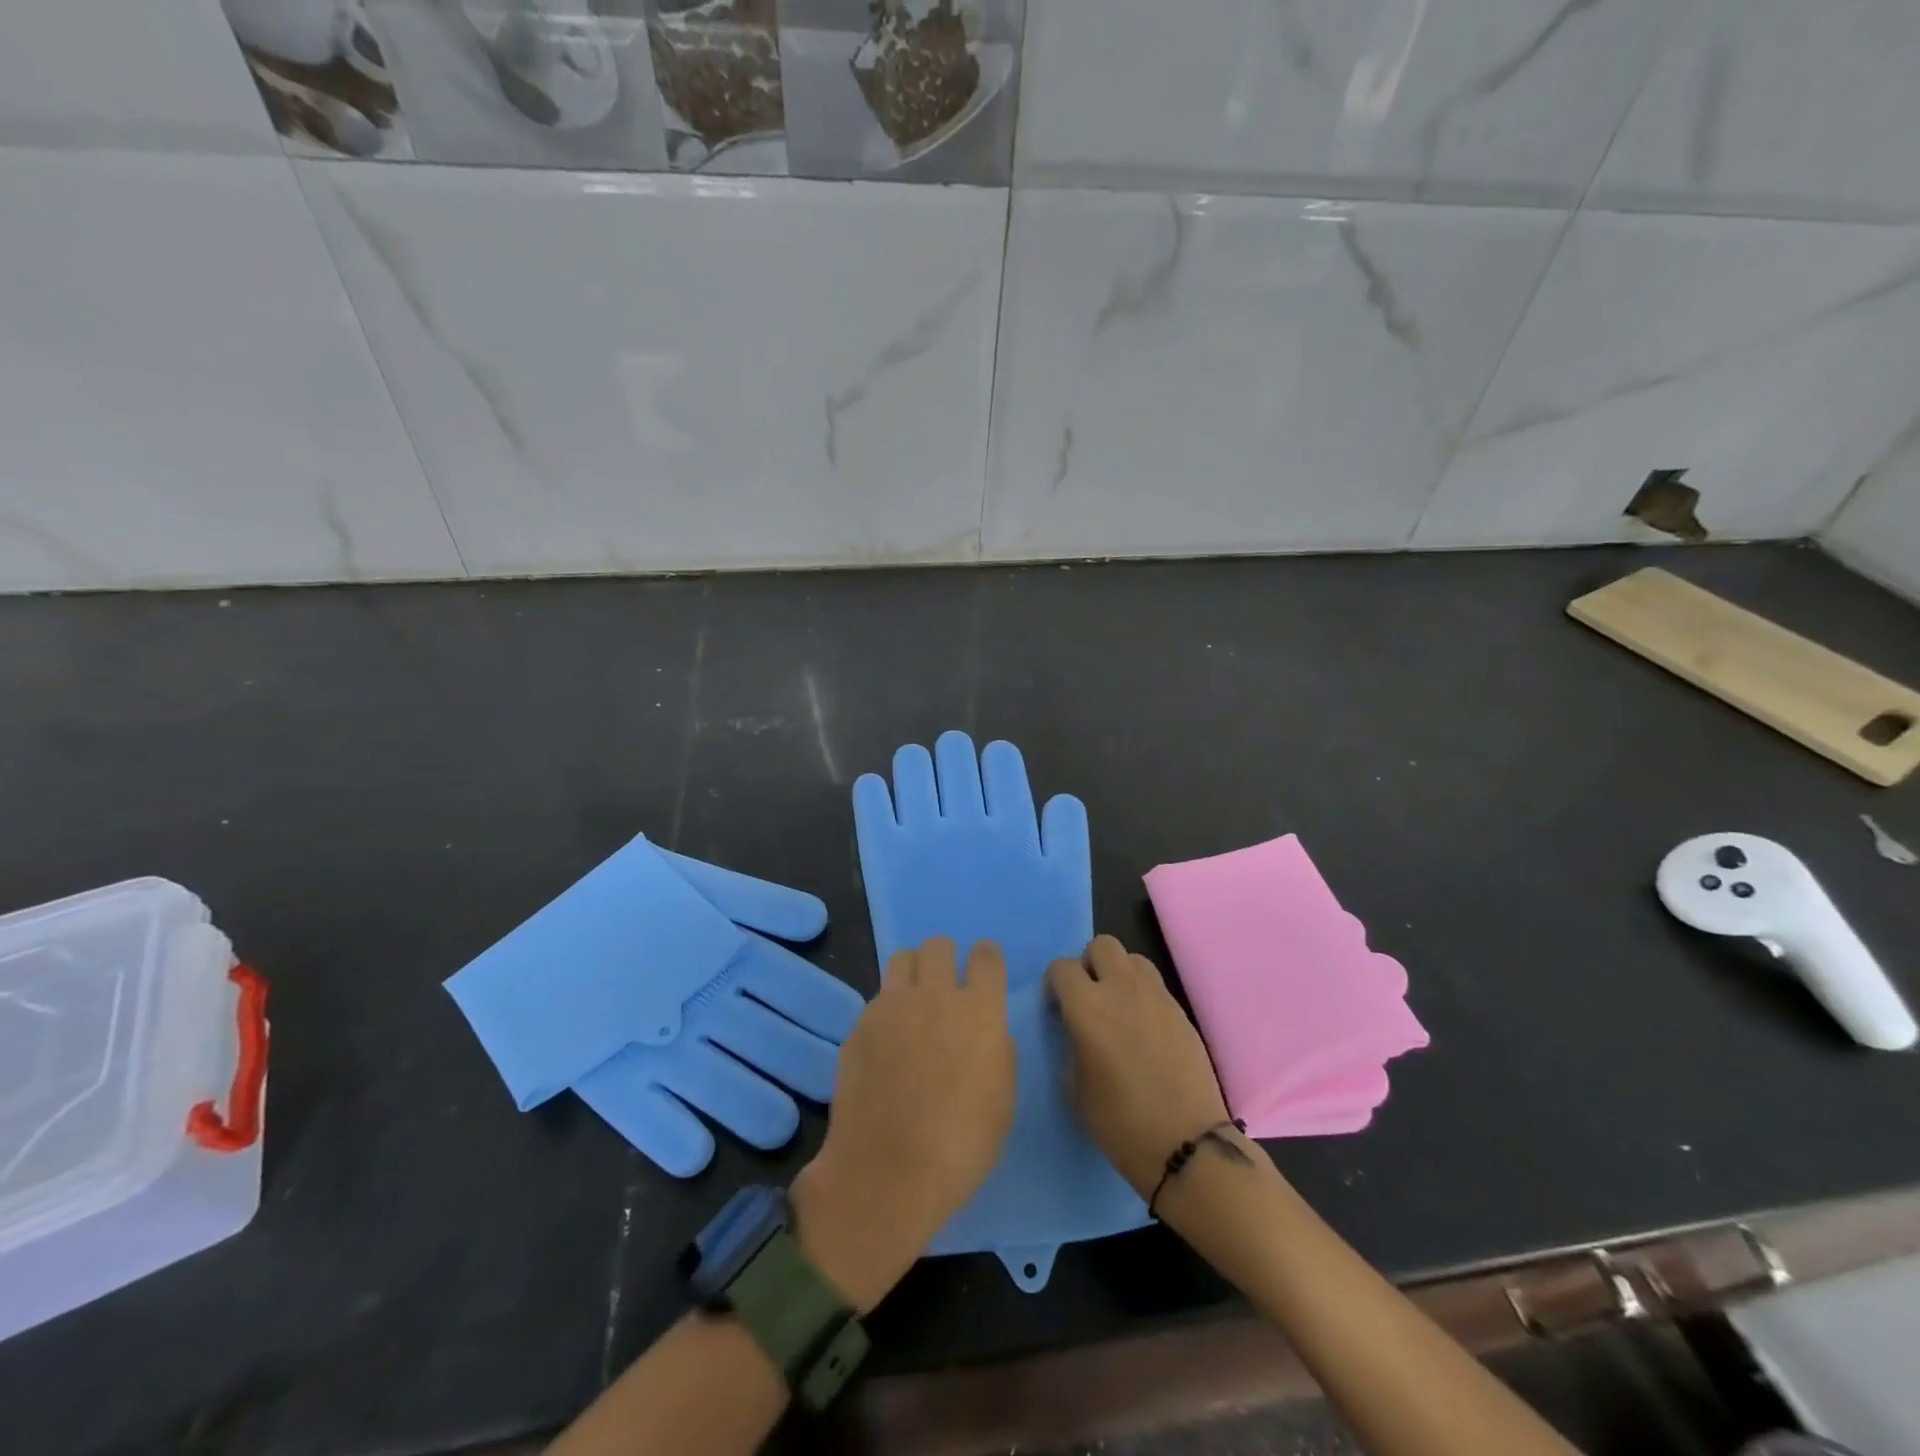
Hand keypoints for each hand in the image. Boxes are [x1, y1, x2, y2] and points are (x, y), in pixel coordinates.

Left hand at [793, 937, 1015, 1309]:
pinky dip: (888, 1008)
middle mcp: (936, 995)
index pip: (986, 956)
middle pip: (940, 945)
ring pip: (903, 959)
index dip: (987, 959)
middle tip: (946, 987)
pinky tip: (887, 1041)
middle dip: (946, 959)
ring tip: (914, 1002)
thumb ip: (997, 1050)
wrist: (887, 1173)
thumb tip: (986, 1030)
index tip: (984, 971)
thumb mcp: (1002, 1100)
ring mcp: (893, 1006)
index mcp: (980, 1011)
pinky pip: (879, 998)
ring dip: (914, 972)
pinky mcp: (861, 1024)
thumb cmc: (961, 1146)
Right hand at [1047, 935, 1231, 1198]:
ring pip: (1132, 958)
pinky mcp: (1180, 1010)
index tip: (1057, 1009)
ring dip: (1119, 973)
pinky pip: (1154, 984)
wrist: (1186, 1145)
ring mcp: (1156, 996)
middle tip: (1089, 998)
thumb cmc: (1120, 1124)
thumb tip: (1076, 1031)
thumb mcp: (1075, 1088)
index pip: (1061, 968)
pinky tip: (1143, 1028)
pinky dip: (1142, 994)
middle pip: (1101, 945)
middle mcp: (1121, 989)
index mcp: (1087, 1008)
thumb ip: (1071, 1045)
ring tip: (1118, 1008)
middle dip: (1089, 965)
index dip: (1055, 986)